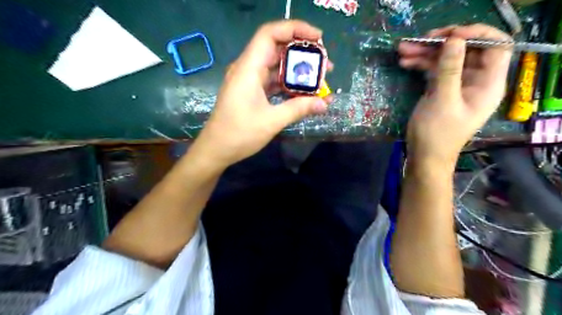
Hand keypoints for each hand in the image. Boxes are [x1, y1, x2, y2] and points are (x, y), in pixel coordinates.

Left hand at [191, 20, 329, 168]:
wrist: (216, 149)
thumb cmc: (239, 134)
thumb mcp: (272, 121)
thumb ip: (299, 109)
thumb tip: (324, 103)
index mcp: (248, 68)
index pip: (270, 34)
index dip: (295, 29)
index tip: (318, 38)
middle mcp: (247, 69)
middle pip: (276, 48)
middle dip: (302, 53)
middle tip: (325, 64)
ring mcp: (248, 81)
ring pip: (276, 66)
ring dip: (297, 71)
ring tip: (319, 79)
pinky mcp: (250, 92)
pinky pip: (272, 81)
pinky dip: (288, 84)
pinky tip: (303, 92)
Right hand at [397, 25, 511, 163]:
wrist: (425, 156)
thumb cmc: (437, 133)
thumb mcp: (442, 101)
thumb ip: (449, 69)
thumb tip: (454, 39)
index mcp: (488, 84)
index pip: (495, 46)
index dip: (476, 34)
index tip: (449, 36)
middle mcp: (476, 81)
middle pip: (466, 50)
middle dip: (442, 43)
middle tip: (419, 40)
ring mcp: (458, 85)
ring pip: (446, 59)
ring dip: (425, 53)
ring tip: (403, 50)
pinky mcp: (442, 90)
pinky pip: (434, 70)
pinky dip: (421, 65)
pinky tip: (405, 63)